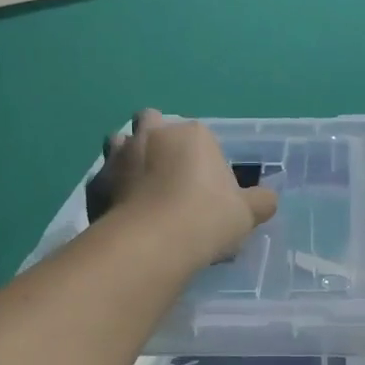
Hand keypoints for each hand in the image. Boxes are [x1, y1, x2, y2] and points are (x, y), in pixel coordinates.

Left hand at [85, 109, 277, 266]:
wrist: (154, 242)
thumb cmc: (207, 218)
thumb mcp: (246, 213)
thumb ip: (260, 202)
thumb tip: (268, 199)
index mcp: (192, 133)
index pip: (199, 134)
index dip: (202, 158)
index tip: (207, 187)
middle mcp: (152, 134)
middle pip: (152, 122)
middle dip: (157, 140)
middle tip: (168, 175)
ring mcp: (119, 156)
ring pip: (119, 143)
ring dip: (128, 157)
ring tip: (141, 188)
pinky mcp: (96, 183)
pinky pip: (104, 180)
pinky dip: (111, 191)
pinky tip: (120, 213)